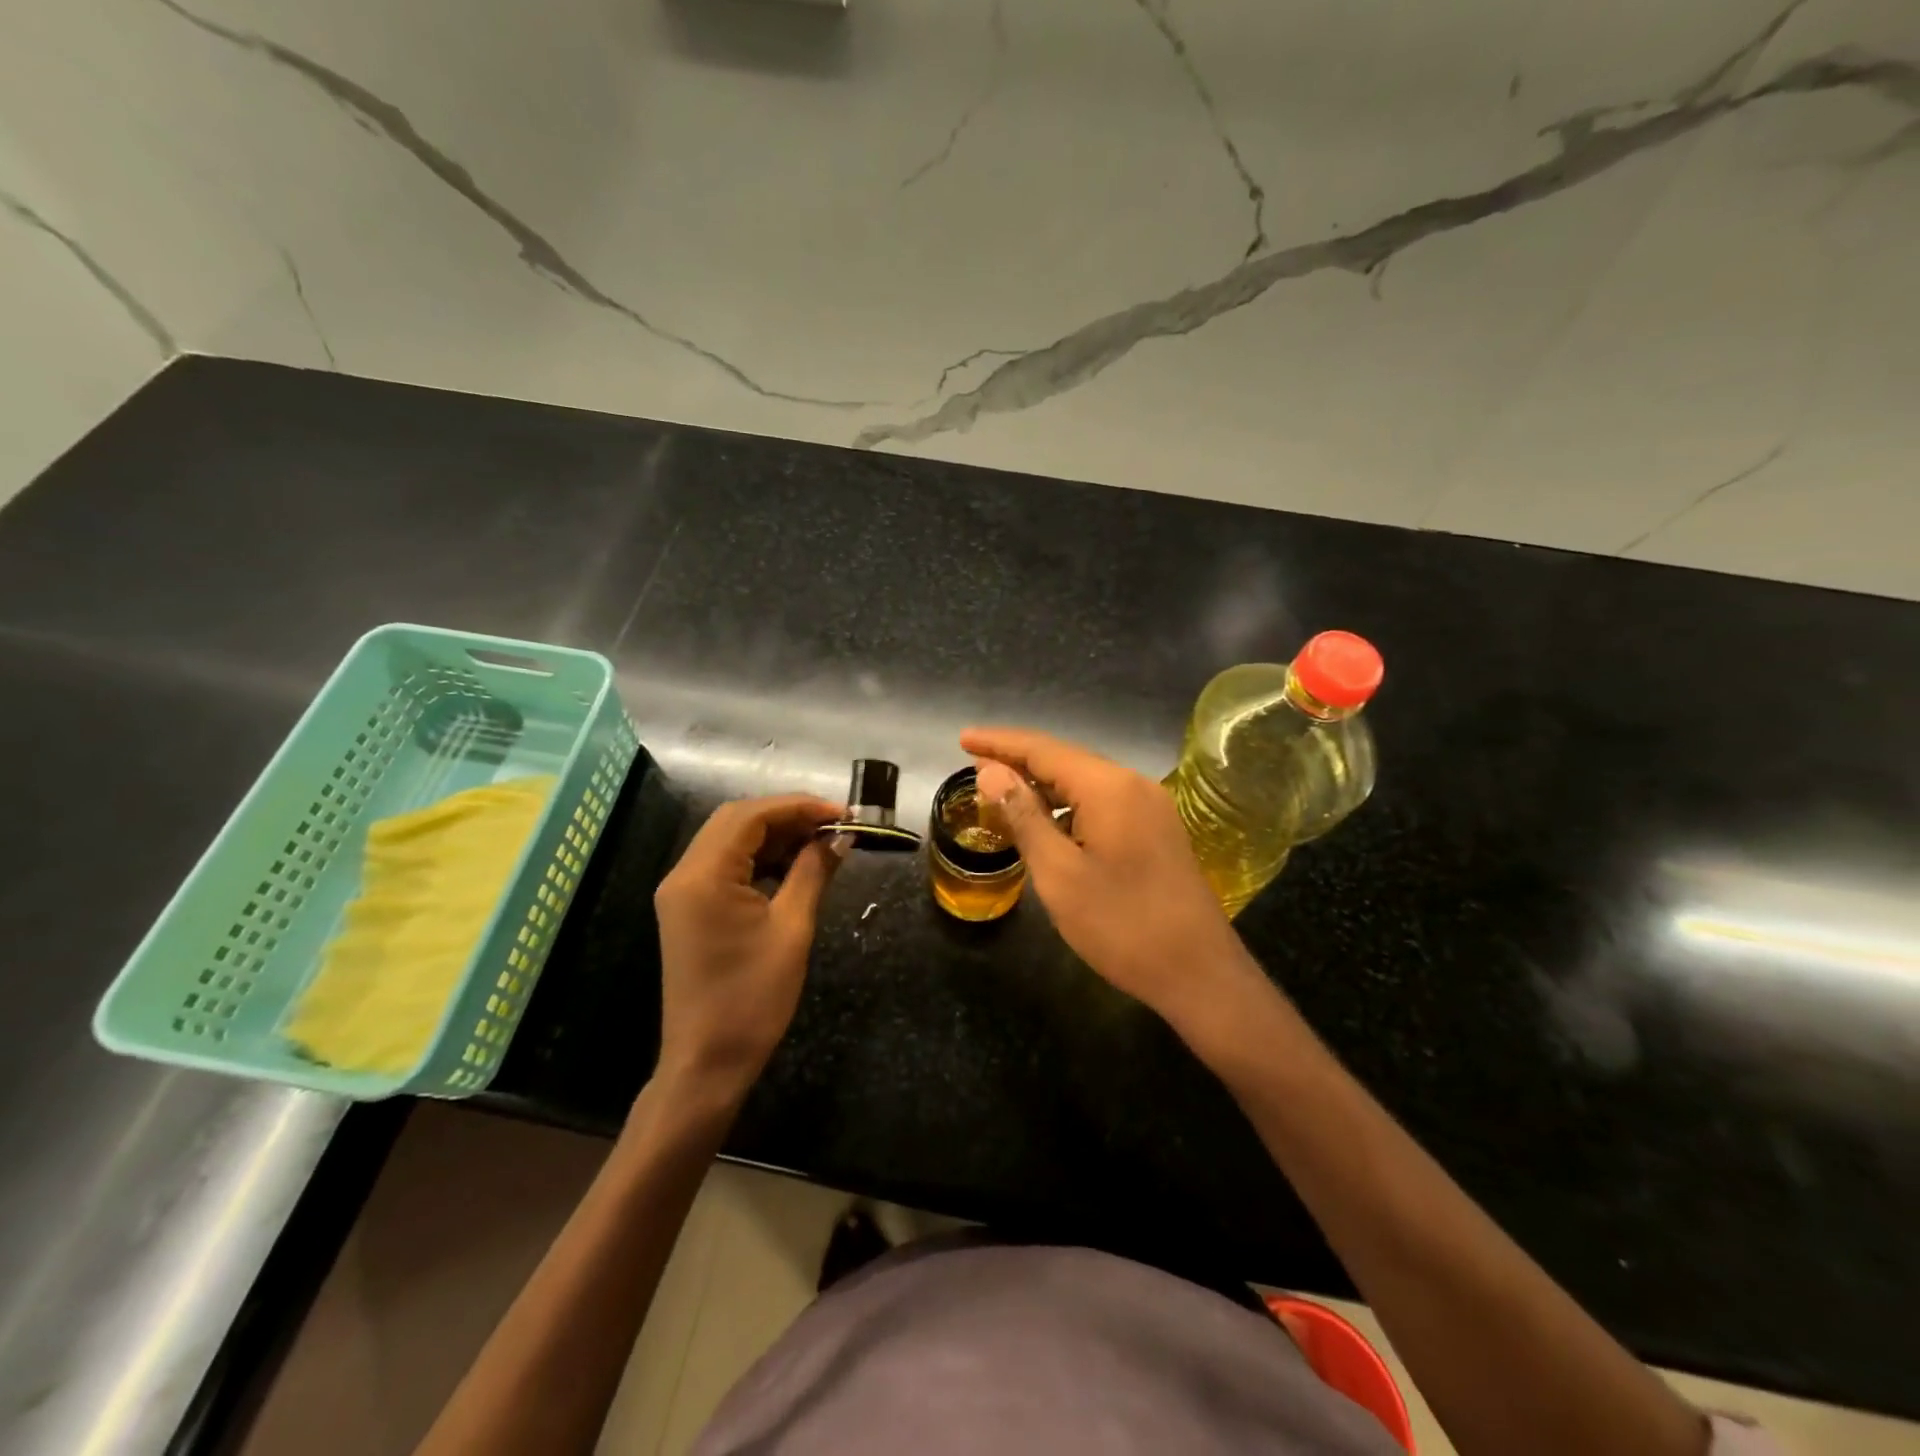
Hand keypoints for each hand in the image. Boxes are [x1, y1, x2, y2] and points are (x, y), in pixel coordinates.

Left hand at [653, 794, 842, 1106]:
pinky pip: (725, 866)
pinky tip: (794, 866)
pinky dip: (760, 858)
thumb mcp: (792, 929)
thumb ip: (814, 872)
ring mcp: (683, 892)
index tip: (842, 813)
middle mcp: (685, 874)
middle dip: (787, 816)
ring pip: (730, 841)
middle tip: (833, 825)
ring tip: (821, 842)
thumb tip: (840, 837)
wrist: (706, 1064)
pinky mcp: (689, 909)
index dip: (799, 806)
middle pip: (736, 821)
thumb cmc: (752, 998)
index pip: (751, 815)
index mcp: (704, 875)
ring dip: (774, 836)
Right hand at [963, 727, 1267, 1031]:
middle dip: (1018, 760)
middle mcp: (1133, 785)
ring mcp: (1151, 807)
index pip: (1043, 749)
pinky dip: (1067, 805)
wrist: (1200, 974)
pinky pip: (1103, 803)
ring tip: (1000, 790)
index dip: (999, 743)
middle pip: (1065, 759)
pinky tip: (1046, 821)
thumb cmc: (1122, 926)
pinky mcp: (1157, 831)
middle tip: (973, 764)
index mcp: (1109, 788)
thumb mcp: (1059, 874)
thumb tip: (991, 772)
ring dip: (1042, 784)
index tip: (961, 738)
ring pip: (1085, 782)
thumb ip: (1023, 817)